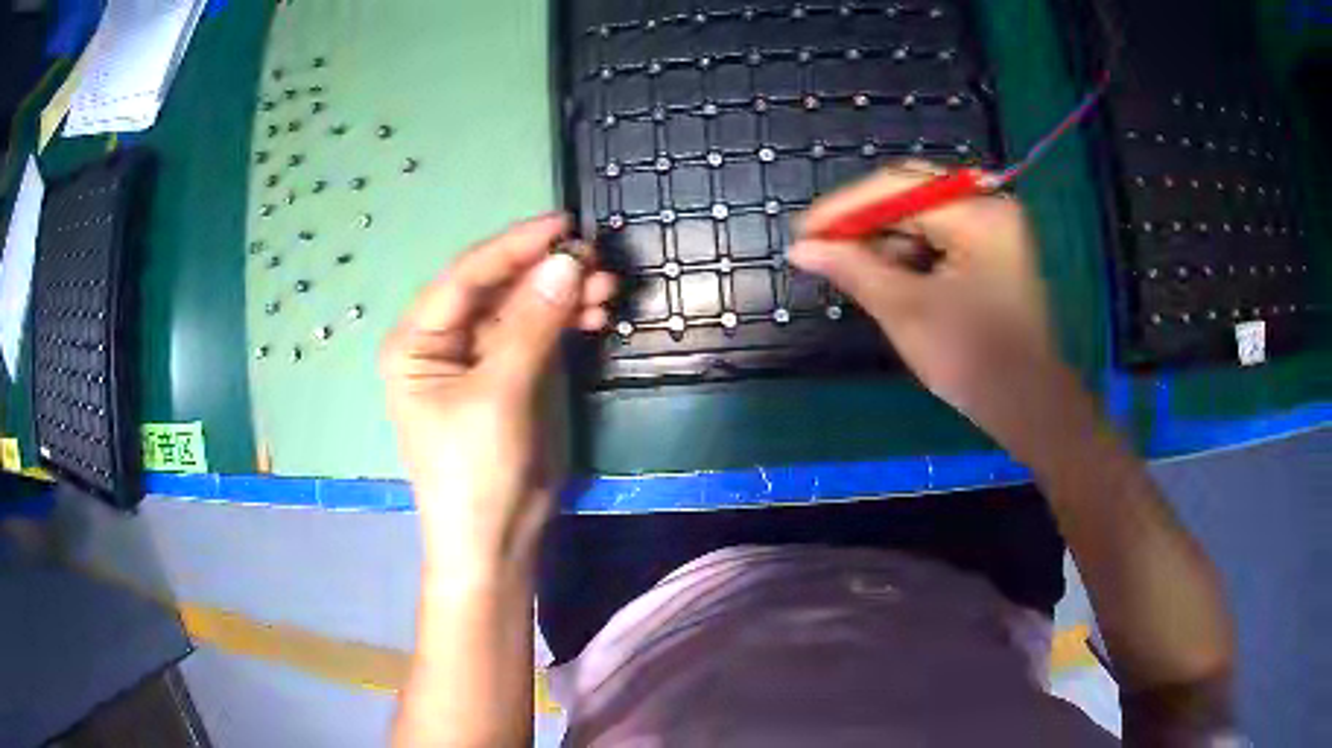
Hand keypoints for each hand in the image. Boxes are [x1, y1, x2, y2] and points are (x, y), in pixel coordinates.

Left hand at [380, 214, 615, 566]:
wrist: (496, 540)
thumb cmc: (475, 472)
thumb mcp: (498, 396)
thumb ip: (532, 326)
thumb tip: (569, 262)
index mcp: (417, 341)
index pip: (465, 277)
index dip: (513, 246)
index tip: (563, 224)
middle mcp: (445, 341)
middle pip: (498, 288)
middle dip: (546, 271)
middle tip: (597, 260)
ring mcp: (482, 357)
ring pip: (525, 307)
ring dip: (564, 294)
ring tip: (607, 289)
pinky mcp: (515, 375)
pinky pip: (542, 333)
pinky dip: (569, 320)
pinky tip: (597, 313)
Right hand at [790, 163, 1086, 457]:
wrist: (1028, 406)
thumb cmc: (973, 360)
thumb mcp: (906, 311)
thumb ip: (853, 269)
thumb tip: (801, 248)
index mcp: (978, 214)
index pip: (898, 187)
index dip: (844, 208)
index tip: (802, 232)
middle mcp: (989, 206)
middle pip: (910, 193)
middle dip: (864, 221)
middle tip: (821, 245)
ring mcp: (993, 227)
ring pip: (922, 214)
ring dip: (884, 238)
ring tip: (850, 265)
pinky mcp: (992, 250)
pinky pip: (939, 235)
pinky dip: (908, 252)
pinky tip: (884, 274)